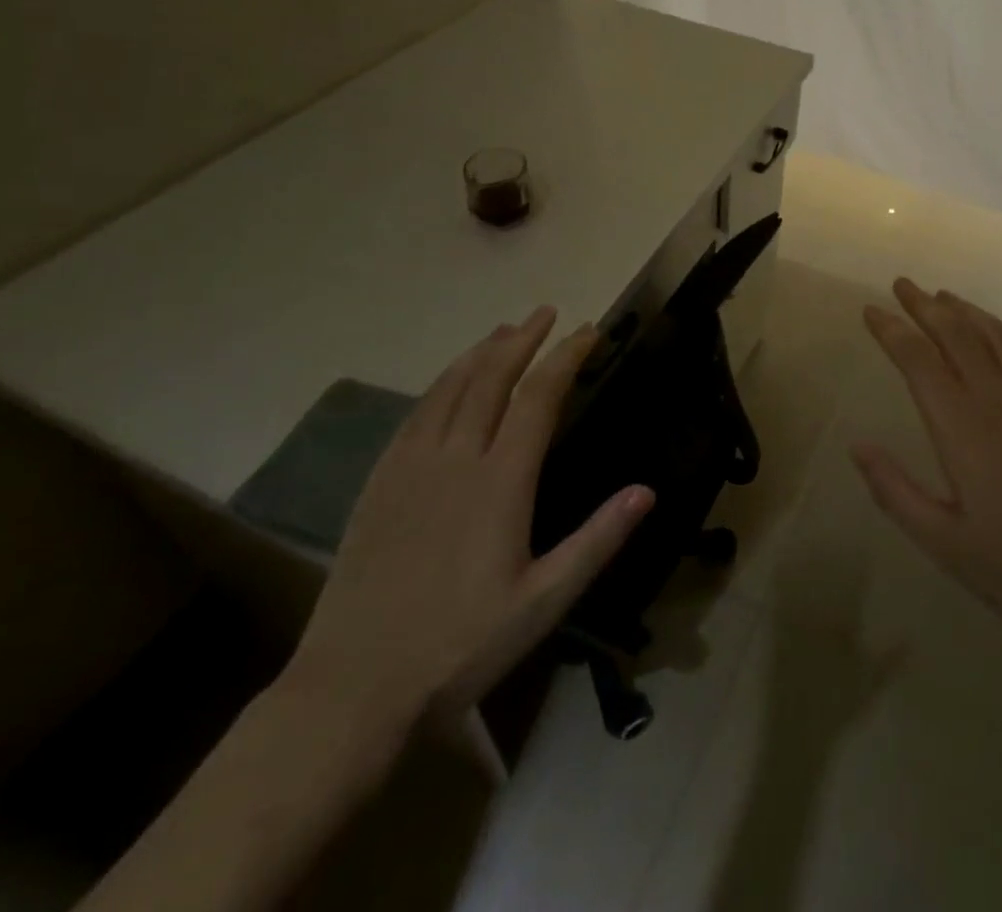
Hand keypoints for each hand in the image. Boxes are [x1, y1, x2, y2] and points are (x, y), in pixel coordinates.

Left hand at [287, 307, 653, 730]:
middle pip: (491, 378)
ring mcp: (410, 467)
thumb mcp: (543, 601)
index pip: (539, 398)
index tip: (587, 331)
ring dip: (480, 353)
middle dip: (523, 340)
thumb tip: (647, 490)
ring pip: (449, 388)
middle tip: (546, 313)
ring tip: (503, 331)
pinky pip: (414, 414)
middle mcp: (454, 458)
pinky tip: (448, 382)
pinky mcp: (379, 484)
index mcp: (500, 482)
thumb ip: (597, 540)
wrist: (353, 687)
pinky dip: (440, 384)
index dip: (566, 358)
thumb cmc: (460, 645)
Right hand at [854, 279, 1001, 666]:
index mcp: (963, 429)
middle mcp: (1000, 400)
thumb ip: (895, 491)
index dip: (892, 330)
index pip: (919, 360)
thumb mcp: (944, 543)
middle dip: (925, 305)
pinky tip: (995, 336)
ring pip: (996, 336)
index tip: (871, 310)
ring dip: (965, 310)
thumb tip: (857, 446)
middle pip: (957, 334)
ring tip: (942, 296)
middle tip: (902, 284)